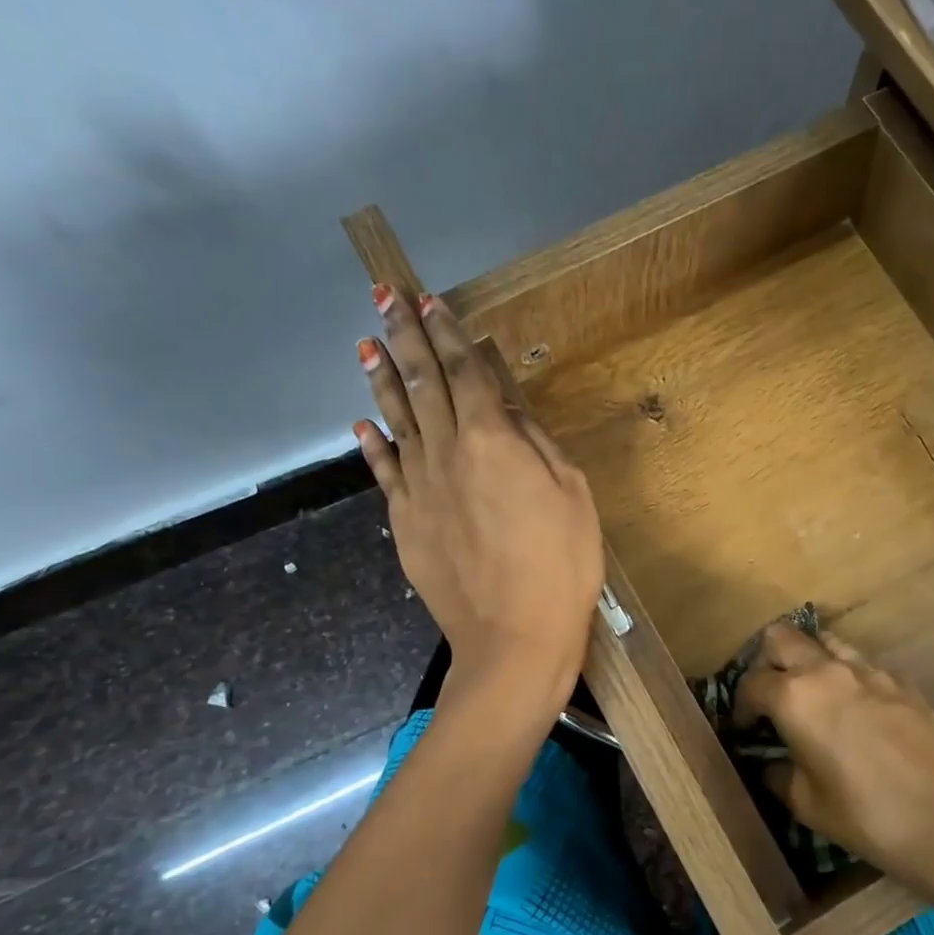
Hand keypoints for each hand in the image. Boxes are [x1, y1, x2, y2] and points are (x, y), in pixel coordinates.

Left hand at [354, 284, 602, 716]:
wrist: (514, 637)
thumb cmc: (561, 565)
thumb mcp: (572, 495)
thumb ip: (535, 444)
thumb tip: (506, 408)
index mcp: (492, 439)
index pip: (464, 371)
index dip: (447, 333)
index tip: (428, 300)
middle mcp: (446, 452)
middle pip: (421, 383)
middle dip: (405, 336)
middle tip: (385, 298)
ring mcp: (419, 487)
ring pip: (396, 419)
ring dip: (382, 378)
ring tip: (367, 343)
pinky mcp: (406, 522)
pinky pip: (384, 472)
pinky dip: (372, 443)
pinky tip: (361, 422)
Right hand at [733, 625, 933, 877]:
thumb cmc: (864, 816)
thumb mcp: (806, 803)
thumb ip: (778, 773)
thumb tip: (769, 763)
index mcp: (794, 698)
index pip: (751, 682)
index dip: (740, 705)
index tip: (743, 728)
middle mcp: (826, 671)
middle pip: (781, 637)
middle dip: (766, 660)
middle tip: (771, 693)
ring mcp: (868, 670)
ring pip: (824, 640)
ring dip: (809, 659)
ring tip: (812, 693)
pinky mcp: (900, 681)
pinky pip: (862, 664)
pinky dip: (847, 677)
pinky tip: (856, 711)